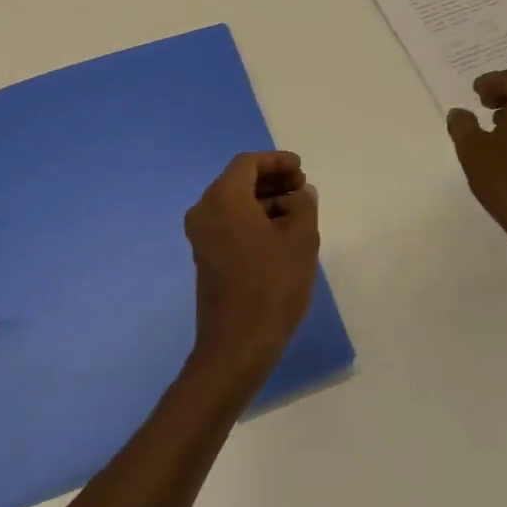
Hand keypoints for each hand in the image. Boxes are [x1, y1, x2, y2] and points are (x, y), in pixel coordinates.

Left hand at [184, 152, 319, 383]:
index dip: (277, 161)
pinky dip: (253, 219)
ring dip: (264, 201)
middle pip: (239, 181)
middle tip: (302, 188)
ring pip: (234, 203)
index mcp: (223, 199)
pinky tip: (280, 232)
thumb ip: (304, 206)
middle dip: (271, 180)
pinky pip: (229, 223)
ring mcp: (201, 236)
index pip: (248, 163)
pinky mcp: (206, 257)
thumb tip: (301, 193)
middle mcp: (205, 211)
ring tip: (298, 211)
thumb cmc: (272, 285)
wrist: (238, 345)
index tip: (301, 170)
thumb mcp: (301, 240)